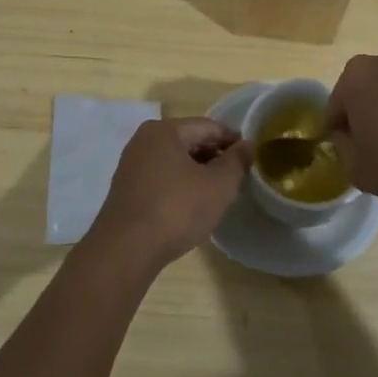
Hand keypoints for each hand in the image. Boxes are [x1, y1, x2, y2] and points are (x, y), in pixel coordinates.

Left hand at [82, 118, 249, 273]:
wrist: (126, 250)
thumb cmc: (177, 209)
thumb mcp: (218, 185)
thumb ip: (236, 161)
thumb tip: (246, 145)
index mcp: (164, 131)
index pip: (208, 126)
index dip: (233, 140)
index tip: (251, 157)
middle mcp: (143, 141)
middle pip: (189, 141)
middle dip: (214, 157)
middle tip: (237, 178)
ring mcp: (131, 165)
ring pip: (175, 161)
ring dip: (198, 173)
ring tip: (217, 194)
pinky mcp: (126, 190)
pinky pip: (161, 178)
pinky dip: (180, 186)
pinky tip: (191, 206)